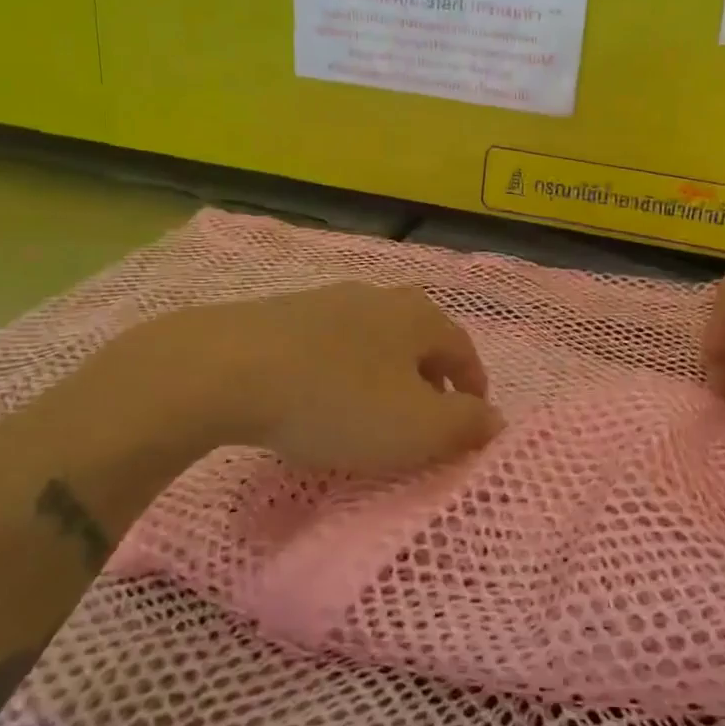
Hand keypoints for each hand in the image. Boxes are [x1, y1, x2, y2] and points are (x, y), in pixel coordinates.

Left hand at [200, 282, 501, 470]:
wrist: (228, 368)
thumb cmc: (338, 400)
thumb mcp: (416, 428)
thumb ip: (465, 425)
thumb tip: (496, 420)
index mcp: (418, 317)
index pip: (464, 349)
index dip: (473, 387)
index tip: (472, 420)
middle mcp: (378, 297)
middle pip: (418, 340)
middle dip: (429, 379)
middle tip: (426, 419)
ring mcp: (327, 300)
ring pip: (373, 341)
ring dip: (384, 375)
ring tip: (373, 413)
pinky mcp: (283, 314)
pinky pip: (331, 346)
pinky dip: (342, 372)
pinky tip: (322, 399)